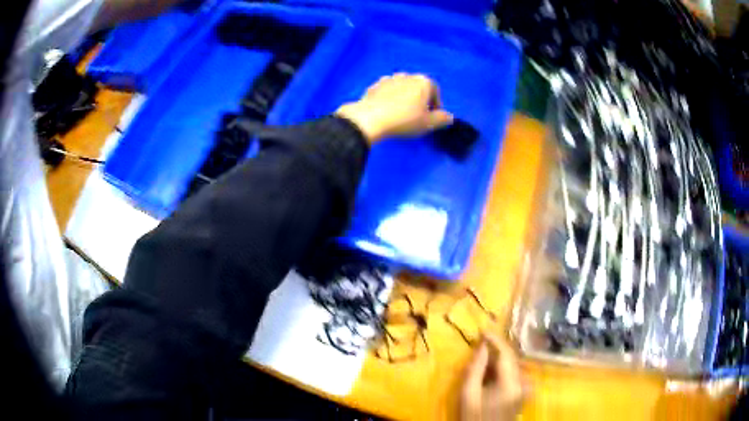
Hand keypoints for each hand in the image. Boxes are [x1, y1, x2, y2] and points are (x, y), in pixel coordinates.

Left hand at [335, 73, 453, 143]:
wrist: (371, 118)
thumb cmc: (405, 120)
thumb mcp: (428, 123)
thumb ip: (441, 119)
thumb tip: (449, 117)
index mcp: (423, 81)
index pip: (435, 92)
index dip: (435, 105)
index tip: (431, 118)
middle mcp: (407, 75)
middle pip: (418, 88)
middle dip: (420, 100)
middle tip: (417, 117)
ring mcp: (389, 79)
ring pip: (402, 89)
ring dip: (404, 99)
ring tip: (401, 114)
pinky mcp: (374, 86)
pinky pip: (387, 92)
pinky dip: (390, 100)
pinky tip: (387, 112)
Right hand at [460, 333, 528, 420]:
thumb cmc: (474, 417)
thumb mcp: (468, 394)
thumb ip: (475, 369)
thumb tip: (482, 346)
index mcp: (511, 384)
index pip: (507, 353)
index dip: (495, 339)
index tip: (482, 329)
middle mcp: (524, 382)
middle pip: (512, 358)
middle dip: (496, 349)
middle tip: (480, 343)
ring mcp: (527, 387)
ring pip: (513, 364)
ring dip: (499, 359)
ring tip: (483, 357)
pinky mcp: (525, 391)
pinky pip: (514, 372)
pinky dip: (503, 368)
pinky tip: (490, 371)